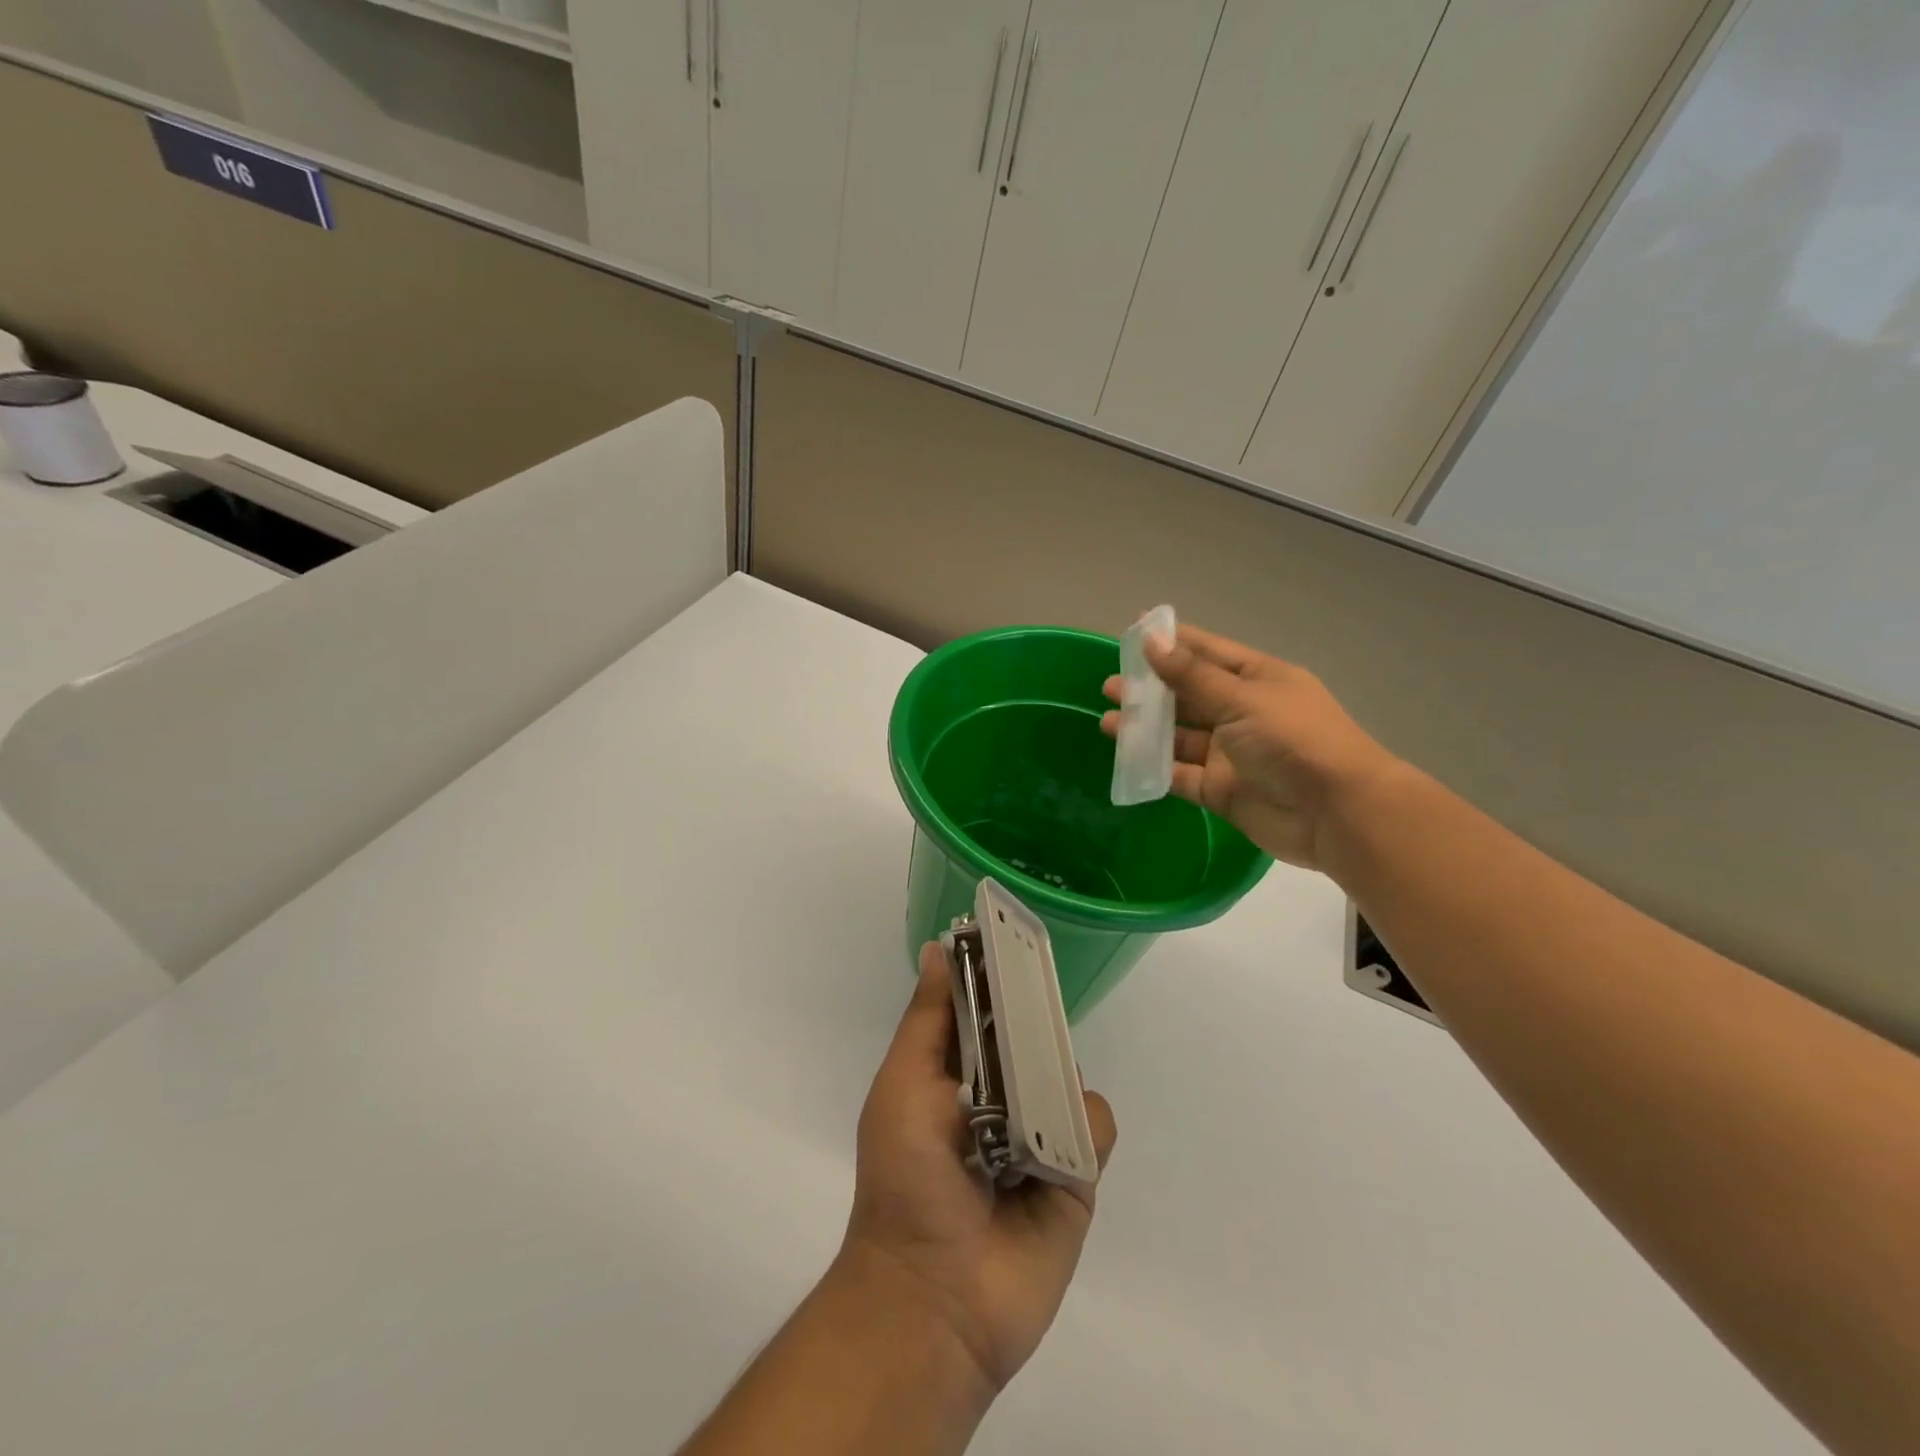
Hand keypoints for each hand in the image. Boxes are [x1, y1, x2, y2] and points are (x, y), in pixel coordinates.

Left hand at [837, 945, 1117, 1393]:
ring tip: (1029, 1101)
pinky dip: (1083, 1127)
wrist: (934, 1299)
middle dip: (1034, 1014)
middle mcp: (999, 1094)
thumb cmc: (907, 1179)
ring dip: (1054, 1073)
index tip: (1013, 933)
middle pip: (1030, 1032)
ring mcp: (1039, 1132)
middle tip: (1037, 997)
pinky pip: (1095, 1125)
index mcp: (955, 1072)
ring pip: (1066, 1071)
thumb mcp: (904, 1086)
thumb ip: (928, 1019)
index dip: (996, 972)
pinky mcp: (1075, 1173)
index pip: (983, 1007)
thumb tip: (938, 949)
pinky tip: (1056, 1148)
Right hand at [1102, 622, 1406, 870]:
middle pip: (1187, 696)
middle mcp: (1242, 713)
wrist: (1336, 814)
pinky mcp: (1221, 790)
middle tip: (1110, 686)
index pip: (1206, 653)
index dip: (1170, 642)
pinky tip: (1126, 759)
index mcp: (1256, 680)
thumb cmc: (1294, 740)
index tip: (1132, 630)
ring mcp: (1230, 754)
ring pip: (1179, 736)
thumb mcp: (1241, 699)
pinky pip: (1180, 775)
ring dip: (1145, 729)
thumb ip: (1191, 676)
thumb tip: (1152, 641)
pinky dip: (1155, 768)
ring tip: (1107, 721)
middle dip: (1149, 689)